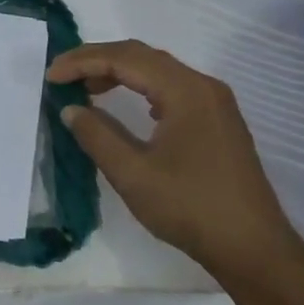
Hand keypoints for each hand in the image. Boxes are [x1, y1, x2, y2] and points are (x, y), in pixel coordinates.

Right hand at [48, 40, 303, 275]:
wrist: (253, 248)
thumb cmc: (190, 208)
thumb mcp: (132, 174)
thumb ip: (97, 135)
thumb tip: (70, 109)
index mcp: (185, 91)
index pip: (125, 59)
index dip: (83, 62)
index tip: (50, 77)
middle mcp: (203, 87)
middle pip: (142, 56)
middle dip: (97, 59)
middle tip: (61, 75)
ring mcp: (214, 103)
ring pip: (158, 70)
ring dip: (118, 72)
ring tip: (84, 88)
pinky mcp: (217, 120)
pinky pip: (171, 87)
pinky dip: (139, 86)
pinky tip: (123, 105)